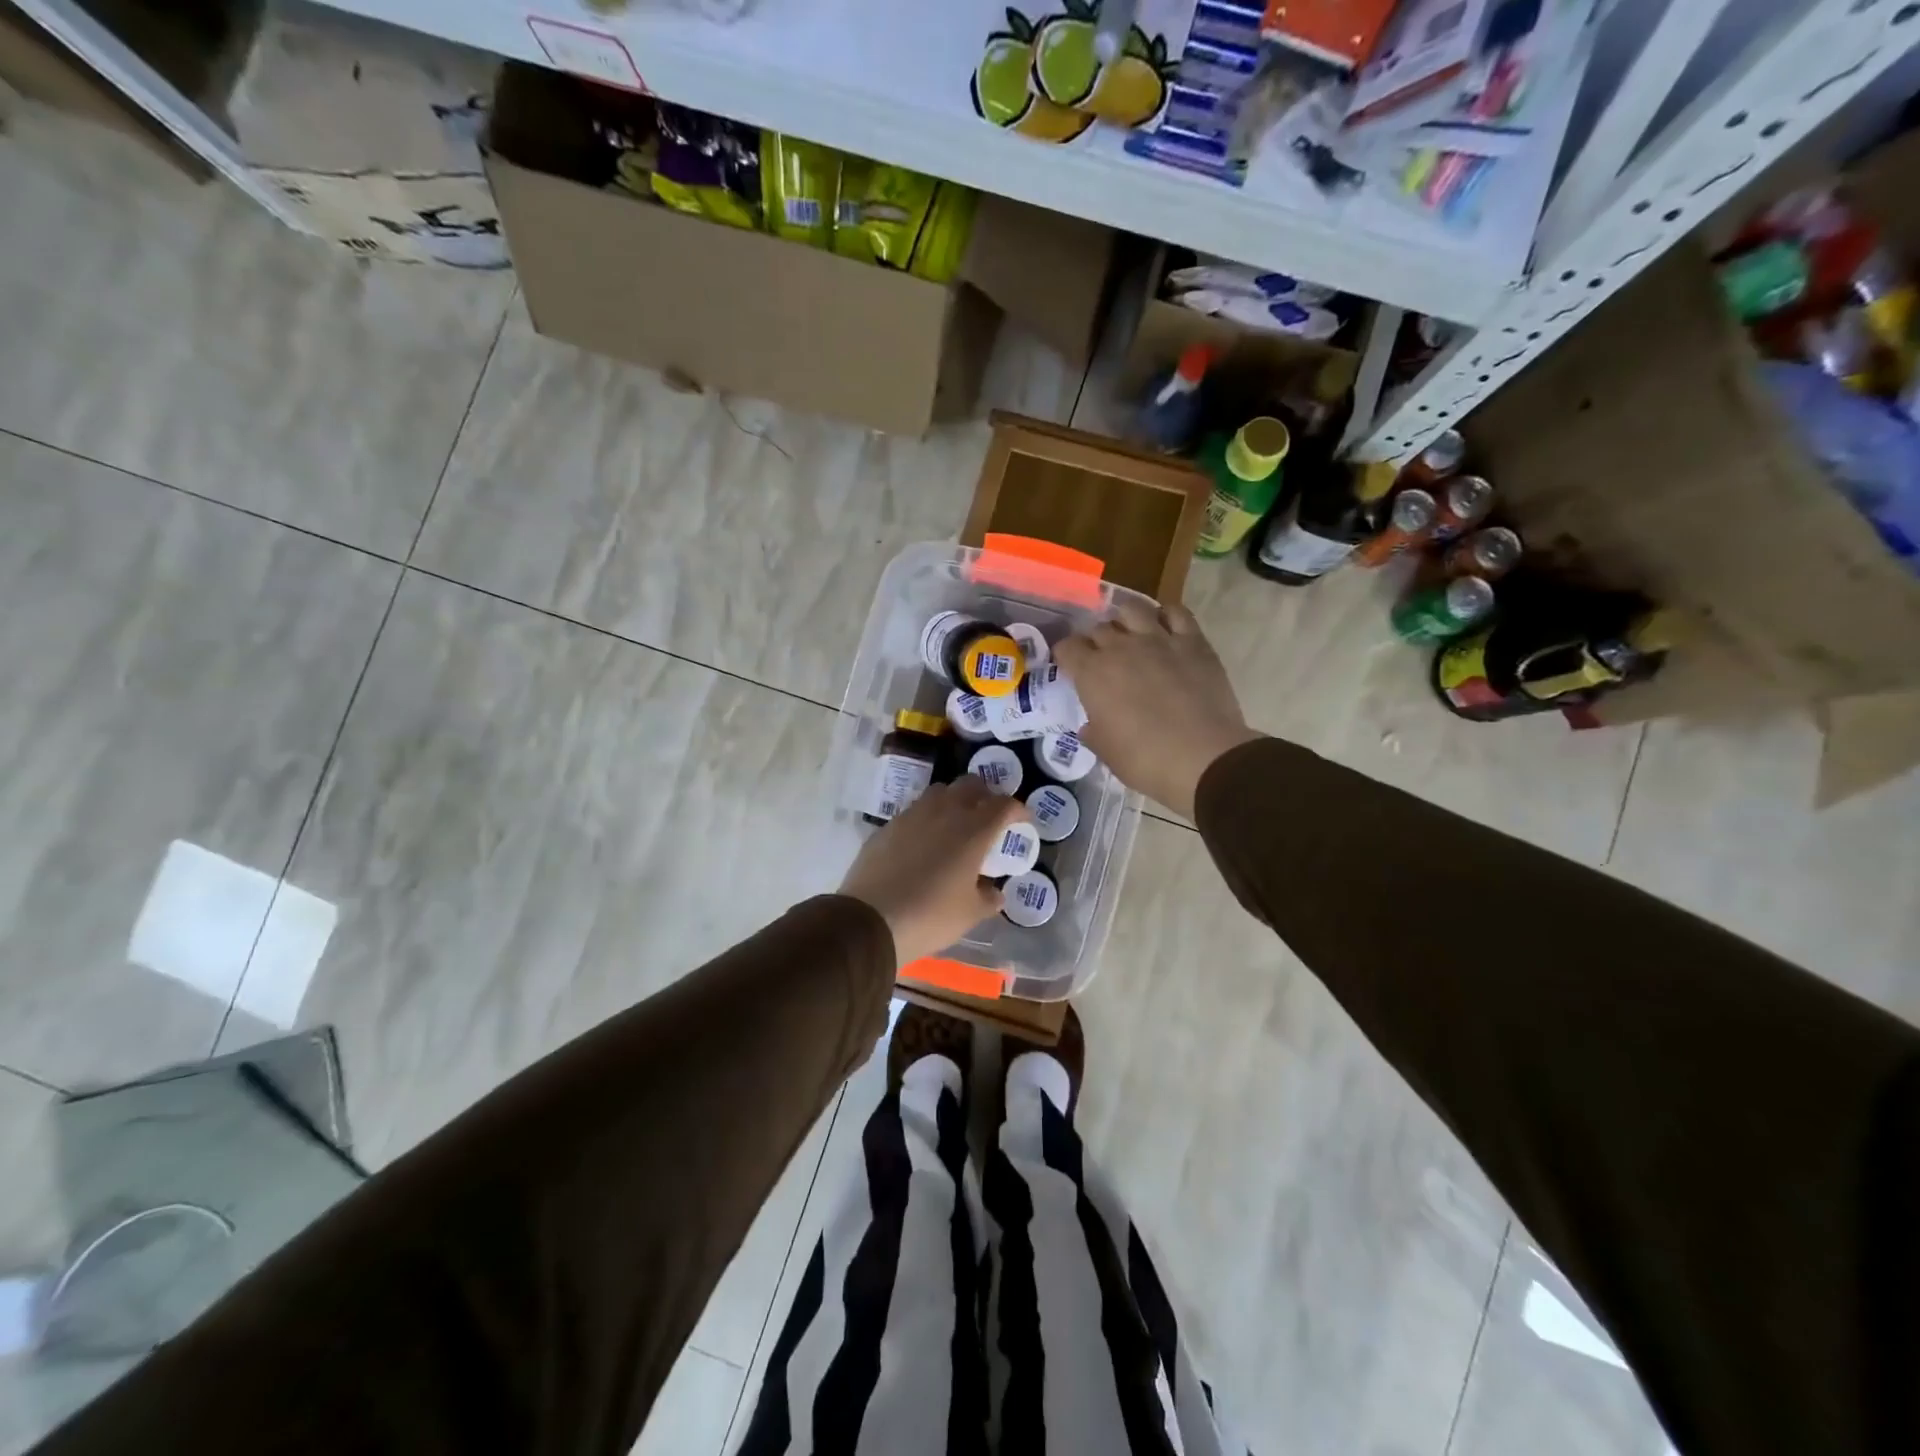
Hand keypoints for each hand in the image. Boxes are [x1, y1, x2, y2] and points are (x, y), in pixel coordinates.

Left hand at [839, 776, 1026, 967]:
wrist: (870, 920)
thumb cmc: (930, 916)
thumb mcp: (970, 914)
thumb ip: (988, 898)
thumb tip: (995, 892)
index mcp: (973, 830)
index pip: (1003, 805)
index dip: (1017, 809)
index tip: (1022, 820)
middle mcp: (944, 812)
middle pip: (970, 785)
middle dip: (985, 795)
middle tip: (989, 815)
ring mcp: (912, 815)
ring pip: (940, 792)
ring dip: (954, 800)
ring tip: (956, 823)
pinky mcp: (888, 826)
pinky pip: (915, 811)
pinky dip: (927, 817)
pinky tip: (924, 841)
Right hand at [1055, 600, 1261, 820]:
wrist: (1203, 758)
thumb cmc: (1145, 760)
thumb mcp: (1105, 751)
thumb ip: (1093, 730)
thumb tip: (1091, 724)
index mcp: (1093, 673)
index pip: (1067, 647)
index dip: (1066, 655)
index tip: (1070, 667)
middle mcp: (1121, 647)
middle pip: (1099, 628)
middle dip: (1096, 641)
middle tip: (1103, 659)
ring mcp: (1158, 639)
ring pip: (1133, 609)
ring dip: (1126, 619)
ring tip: (1131, 635)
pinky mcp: (1193, 642)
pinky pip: (1176, 613)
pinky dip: (1166, 616)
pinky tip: (1165, 630)